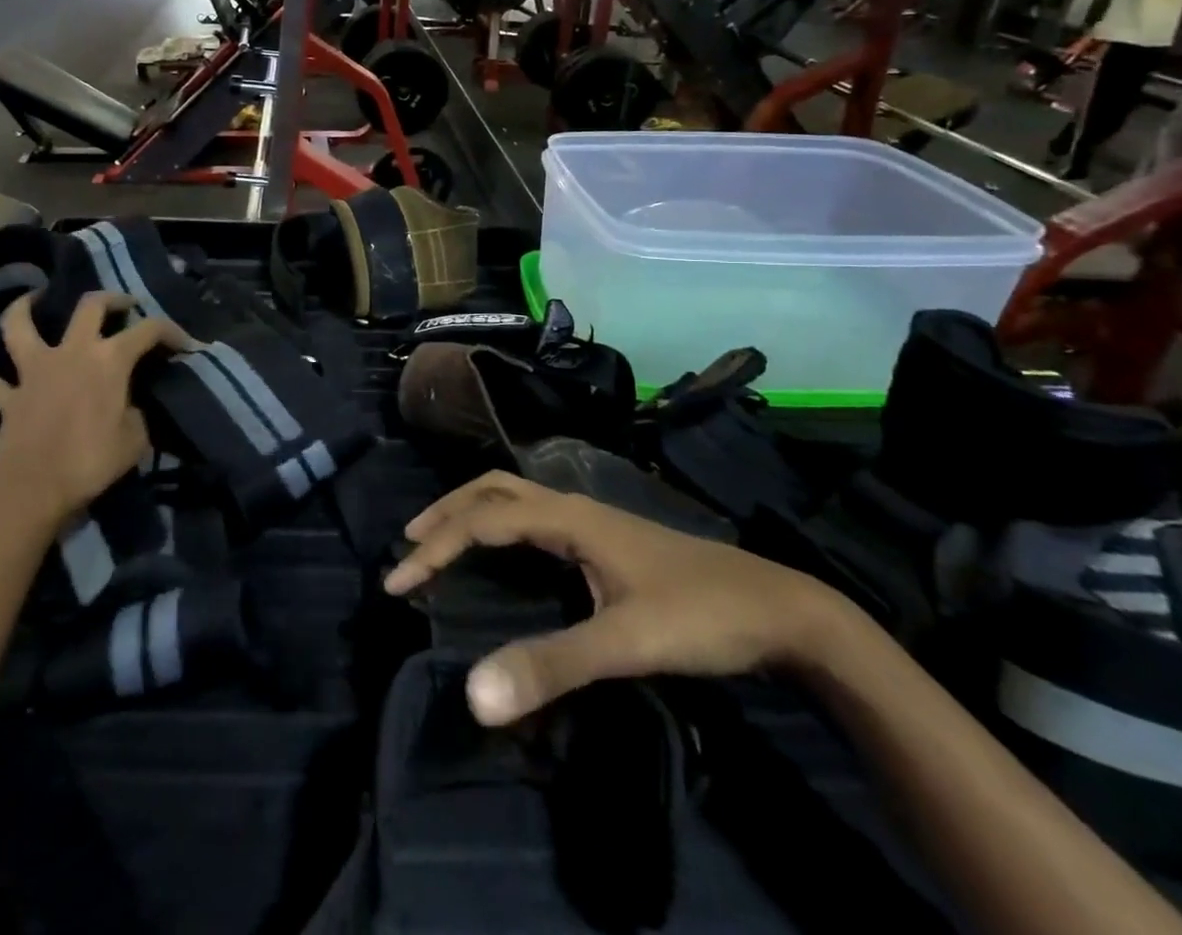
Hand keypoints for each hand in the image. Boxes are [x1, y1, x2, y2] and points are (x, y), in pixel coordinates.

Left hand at [0, 292, 198, 526]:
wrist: (32, 488)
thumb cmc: (91, 460)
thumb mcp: (135, 439)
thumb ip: (136, 413)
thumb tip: (128, 407)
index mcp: (109, 359)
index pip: (149, 331)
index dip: (172, 332)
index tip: (187, 344)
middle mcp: (72, 352)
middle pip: (90, 306)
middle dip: (111, 299)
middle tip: (123, 304)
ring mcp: (35, 370)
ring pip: (21, 326)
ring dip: (25, 308)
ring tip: (34, 298)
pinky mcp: (9, 396)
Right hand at [383, 472, 837, 725]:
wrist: (782, 611)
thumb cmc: (701, 616)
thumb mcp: (626, 642)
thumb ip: (552, 665)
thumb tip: (473, 693)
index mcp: (568, 517)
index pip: (483, 518)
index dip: (437, 545)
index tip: (399, 581)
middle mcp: (573, 508)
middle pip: (494, 489)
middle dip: (446, 512)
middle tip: (409, 543)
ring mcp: (593, 522)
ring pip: (516, 498)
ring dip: (473, 512)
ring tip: (441, 541)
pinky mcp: (608, 542)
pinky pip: (535, 518)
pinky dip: (502, 524)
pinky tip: (506, 553)